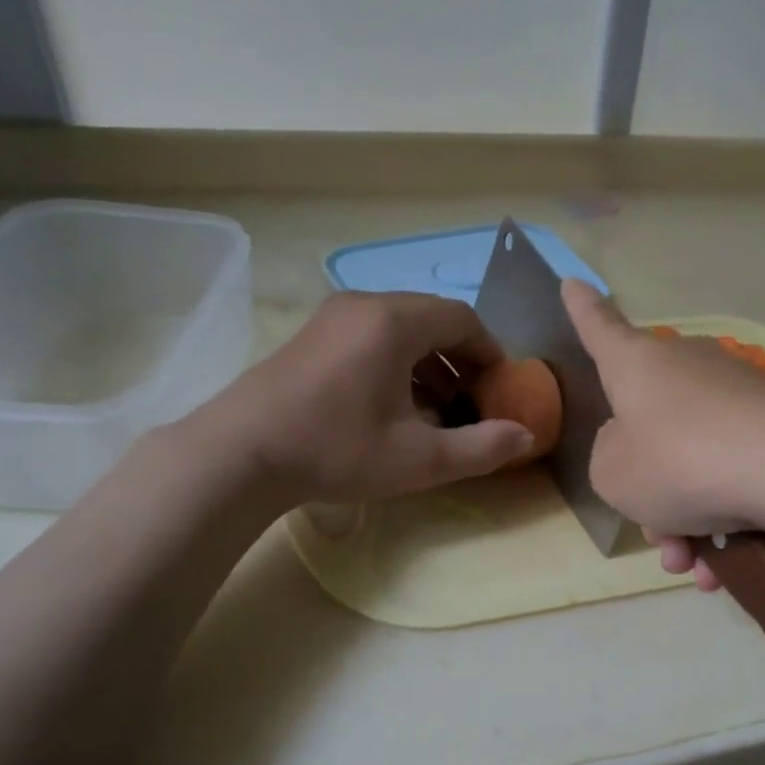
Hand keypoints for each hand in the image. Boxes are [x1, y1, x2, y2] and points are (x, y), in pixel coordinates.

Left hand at [187, 291, 533, 501]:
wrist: (237, 456)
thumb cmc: (337, 450)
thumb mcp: (420, 459)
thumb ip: (482, 447)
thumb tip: (527, 437)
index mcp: (395, 321)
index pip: (463, 320)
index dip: (491, 353)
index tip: (501, 389)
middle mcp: (364, 305)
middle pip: (432, 319)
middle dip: (461, 359)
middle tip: (473, 401)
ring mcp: (331, 318)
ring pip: (400, 328)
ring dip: (429, 363)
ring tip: (438, 409)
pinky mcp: (310, 337)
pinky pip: (371, 336)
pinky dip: (397, 362)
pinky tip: (395, 406)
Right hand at [562, 280, 764, 590]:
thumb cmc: (679, 462)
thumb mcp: (614, 475)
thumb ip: (608, 459)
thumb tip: (636, 448)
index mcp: (637, 365)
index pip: (599, 328)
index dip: (582, 310)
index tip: (571, 282)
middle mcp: (686, 369)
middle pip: (651, 428)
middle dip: (650, 494)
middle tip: (660, 539)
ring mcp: (735, 395)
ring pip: (693, 464)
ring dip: (688, 523)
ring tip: (697, 568)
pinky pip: (733, 474)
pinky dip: (725, 519)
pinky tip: (728, 566)